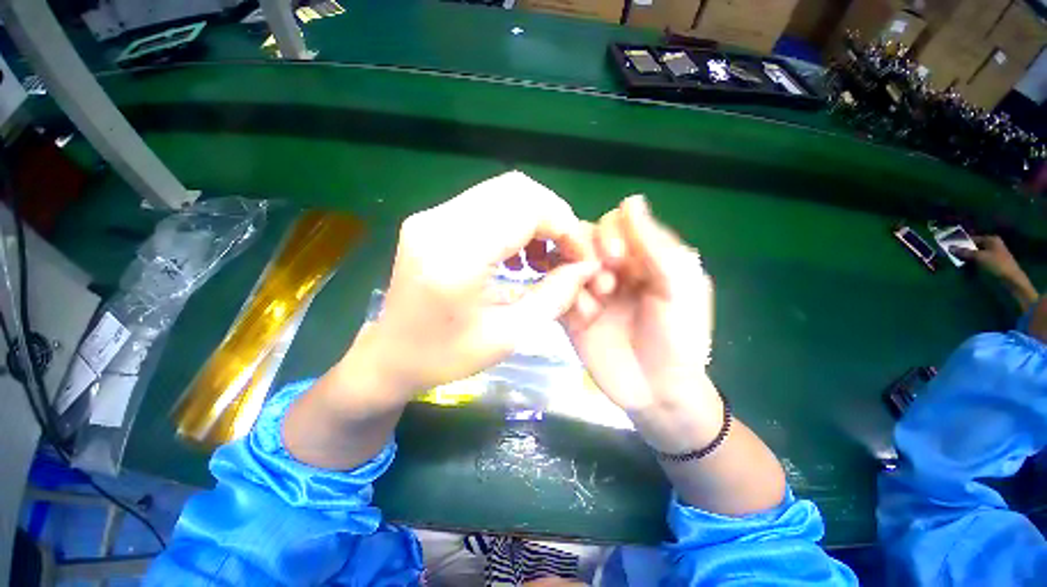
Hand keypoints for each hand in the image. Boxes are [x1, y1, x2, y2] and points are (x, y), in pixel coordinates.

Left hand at [285, 171, 597, 468]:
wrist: (390, 356)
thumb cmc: (446, 357)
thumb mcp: (511, 335)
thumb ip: (555, 296)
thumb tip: (587, 266)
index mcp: (457, 256)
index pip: (527, 209)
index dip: (566, 227)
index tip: (582, 257)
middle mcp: (440, 222)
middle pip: (516, 189)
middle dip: (554, 217)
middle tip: (567, 253)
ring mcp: (431, 216)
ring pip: (503, 191)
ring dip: (535, 217)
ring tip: (544, 256)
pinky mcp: (431, 219)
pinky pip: (486, 203)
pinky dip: (514, 221)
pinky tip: (518, 253)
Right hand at [564, 196, 785, 514]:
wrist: (656, 392)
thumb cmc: (677, 338)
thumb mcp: (679, 288)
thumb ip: (655, 245)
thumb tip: (630, 200)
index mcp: (639, 257)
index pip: (612, 223)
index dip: (609, 233)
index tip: (616, 260)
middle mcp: (609, 268)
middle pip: (581, 238)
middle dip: (589, 256)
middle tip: (606, 287)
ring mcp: (586, 290)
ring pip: (562, 261)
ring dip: (574, 277)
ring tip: (593, 305)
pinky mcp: (570, 312)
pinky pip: (554, 291)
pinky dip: (564, 299)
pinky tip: (582, 319)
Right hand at [956, 235, 1038, 310]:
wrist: (1011, 279)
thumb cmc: (997, 264)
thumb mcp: (979, 257)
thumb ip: (965, 252)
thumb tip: (950, 248)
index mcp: (990, 239)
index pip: (972, 239)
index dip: (961, 242)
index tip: (950, 247)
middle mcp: (992, 244)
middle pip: (974, 246)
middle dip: (964, 250)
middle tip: (951, 254)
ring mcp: (993, 253)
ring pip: (976, 253)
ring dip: (968, 256)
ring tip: (957, 260)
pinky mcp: (993, 262)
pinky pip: (979, 259)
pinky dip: (972, 261)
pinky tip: (967, 265)